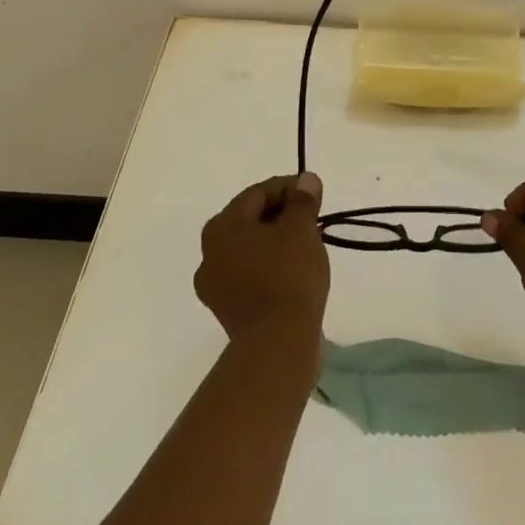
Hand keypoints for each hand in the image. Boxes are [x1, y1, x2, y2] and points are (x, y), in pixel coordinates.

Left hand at [195, 172, 329, 353]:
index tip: (314, 193)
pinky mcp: (228, 310)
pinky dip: (270, 266)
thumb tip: (306, 180)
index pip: (258, 193)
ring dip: (275, 241)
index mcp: (222, 227)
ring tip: (306, 245)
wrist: (277, 344)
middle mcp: (209, 253)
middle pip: (250, 220)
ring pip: (250, 248)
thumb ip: (302, 200)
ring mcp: (215, 285)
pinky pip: (250, 274)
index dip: (288, 188)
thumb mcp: (301, 229)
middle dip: (281, 214)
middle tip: (312, 217)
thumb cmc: (288, 276)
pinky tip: (293, 272)